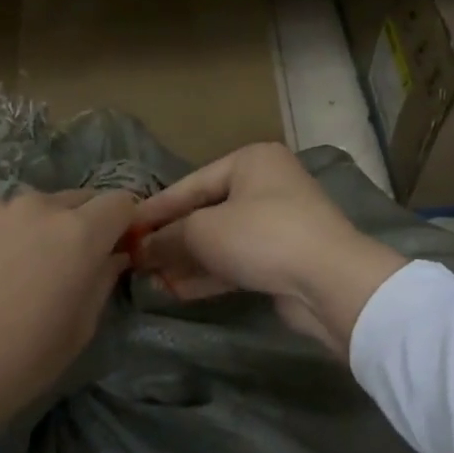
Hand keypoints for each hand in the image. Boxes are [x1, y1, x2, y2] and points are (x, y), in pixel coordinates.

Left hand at [0, 188, 137, 452]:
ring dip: (45, 228)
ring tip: (27, 268)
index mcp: (79, 233)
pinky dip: (8, 235)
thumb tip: (112, 257)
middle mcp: (40, 207)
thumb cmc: (22, 359)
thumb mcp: (80, 328)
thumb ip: (103, 280)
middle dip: (87, 224)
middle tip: (75, 263)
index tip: (120, 249)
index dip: (126, 223)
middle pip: (80, 199)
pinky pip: (1, 219)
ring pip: (37, 207)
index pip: (121, 202)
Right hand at [129, 143, 405, 357]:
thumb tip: (140, 250)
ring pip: (220, 241)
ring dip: (185, 261)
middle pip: (205, 213)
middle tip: (135, 258)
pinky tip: (176, 290)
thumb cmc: (262, 236)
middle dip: (170, 239)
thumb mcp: (203, 230)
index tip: (124, 229)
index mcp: (250, 162)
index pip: (190, 184)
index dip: (155, 209)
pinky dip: (207, 275)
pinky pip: (236, 263)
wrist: (329, 281)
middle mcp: (266, 186)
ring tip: (150, 279)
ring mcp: (277, 224)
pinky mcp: (282, 259)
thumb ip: (167, 237)